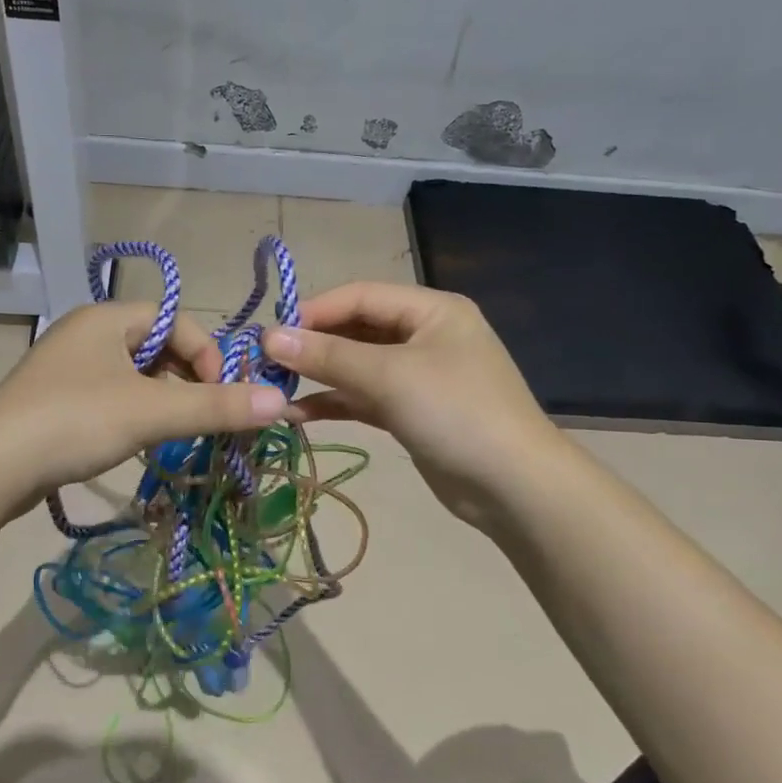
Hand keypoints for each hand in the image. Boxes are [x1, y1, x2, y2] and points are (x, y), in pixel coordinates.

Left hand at [0, 302, 286, 505]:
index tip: (221, 396)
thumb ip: (217, 406)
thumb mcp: (152, 411)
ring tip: (176, 431)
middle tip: (204, 414)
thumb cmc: (75, 421)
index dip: (208, 355)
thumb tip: (282, 401)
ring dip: (163, 399)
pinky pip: (111, 395)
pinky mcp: (56, 399)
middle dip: (187, 378)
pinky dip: (135, 412)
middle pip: (157, 346)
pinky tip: (139, 440)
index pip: (178, 321)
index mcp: (108, 317)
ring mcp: (68, 367)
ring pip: (135, 374)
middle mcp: (87, 332)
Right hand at [264, 282, 553, 530]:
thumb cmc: (456, 413)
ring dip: (320, 375)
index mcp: (431, 310)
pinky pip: (365, 397)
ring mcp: (419, 375)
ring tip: (275, 387)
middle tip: (267, 362)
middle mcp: (425, 335)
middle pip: (357, 329)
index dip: (314, 311)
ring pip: (358, 366)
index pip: (360, 296)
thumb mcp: (389, 377)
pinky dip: (335, 402)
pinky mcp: (412, 412)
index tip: (271, 333)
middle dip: (314, 344)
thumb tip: (270, 337)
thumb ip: (328, 356)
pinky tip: (298, 413)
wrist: (514, 487)